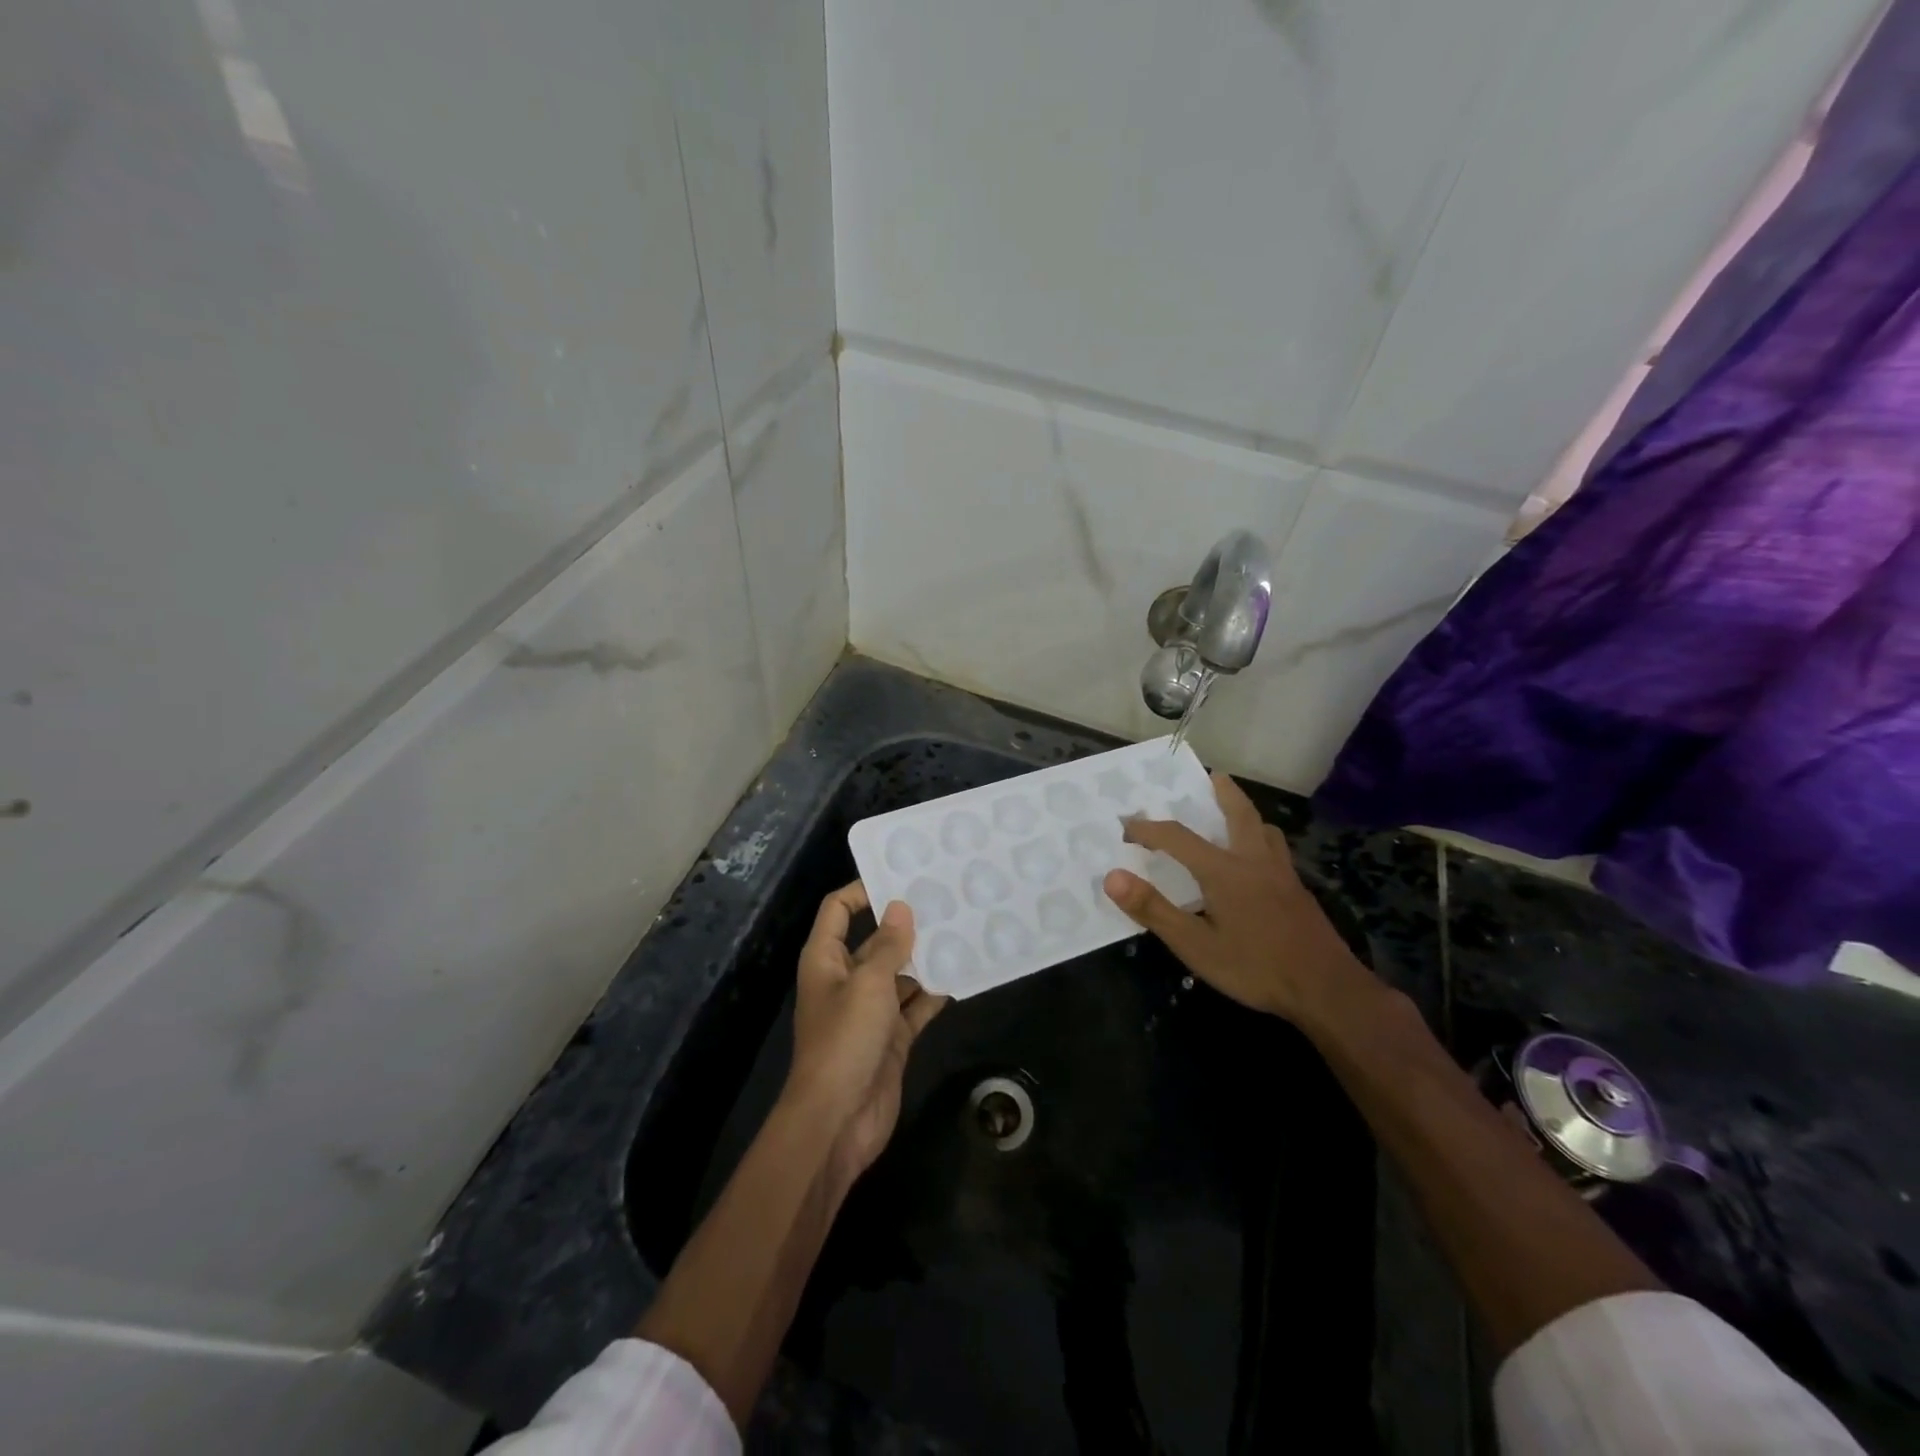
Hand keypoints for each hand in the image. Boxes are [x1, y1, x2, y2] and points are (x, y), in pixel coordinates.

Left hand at [783, 882, 947, 1188]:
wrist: (838, 1121)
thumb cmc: (845, 1040)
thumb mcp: (868, 984)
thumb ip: (888, 945)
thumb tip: (901, 906)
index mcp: (826, 959)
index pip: (838, 909)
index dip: (863, 890)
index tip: (901, 876)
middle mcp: (847, 979)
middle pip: (875, 939)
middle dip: (906, 923)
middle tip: (946, 899)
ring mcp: (870, 1010)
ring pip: (900, 972)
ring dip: (925, 957)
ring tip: (963, 930)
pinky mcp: (892, 1037)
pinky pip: (915, 1005)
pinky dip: (934, 993)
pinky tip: (963, 975)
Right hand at [1102, 772, 1371, 1025]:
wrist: (1327, 990)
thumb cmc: (1255, 967)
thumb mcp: (1195, 945)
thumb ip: (1153, 910)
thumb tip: (1113, 877)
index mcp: (1224, 870)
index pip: (1177, 837)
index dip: (1148, 829)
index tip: (1126, 827)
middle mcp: (1254, 861)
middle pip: (1240, 814)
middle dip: (1223, 792)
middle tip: (1212, 776)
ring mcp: (1283, 875)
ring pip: (1265, 830)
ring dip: (1247, 814)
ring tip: (1236, 814)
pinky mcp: (1299, 892)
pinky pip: (1278, 851)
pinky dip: (1263, 840)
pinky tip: (1259, 863)